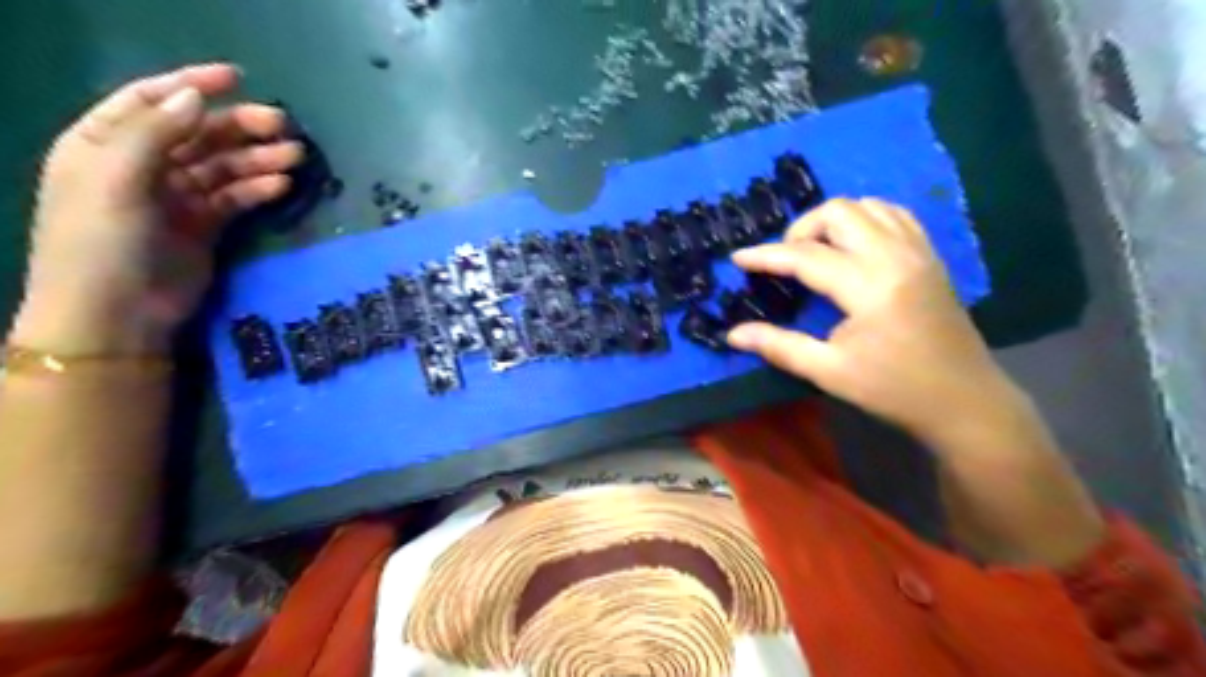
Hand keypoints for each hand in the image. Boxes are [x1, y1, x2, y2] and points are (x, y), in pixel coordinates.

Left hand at [11, 63, 304, 353]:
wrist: (117, 314)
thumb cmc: (100, 243)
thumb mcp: (115, 181)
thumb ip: (153, 135)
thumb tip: (195, 97)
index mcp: (106, 144)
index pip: (152, 101)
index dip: (192, 84)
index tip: (237, 77)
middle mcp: (144, 165)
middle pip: (198, 134)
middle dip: (241, 126)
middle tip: (284, 125)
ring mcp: (177, 197)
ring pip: (224, 167)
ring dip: (259, 159)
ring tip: (297, 157)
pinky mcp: (206, 225)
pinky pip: (236, 198)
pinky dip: (259, 189)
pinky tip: (283, 185)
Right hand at [730, 199, 1021, 443]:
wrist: (964, 400)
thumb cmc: (893, 389)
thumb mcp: (829, 372)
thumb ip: (779, 346)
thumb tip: (733, 334)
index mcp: (869, 287)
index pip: (806, 256)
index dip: (766, 255)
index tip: (738, 258)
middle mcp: (895, 256)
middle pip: (839, 212)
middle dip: (802, 228)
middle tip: (787, 260)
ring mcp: (918, 251)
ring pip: (868, 205)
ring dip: (834, 221)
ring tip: (817, 252)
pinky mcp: (931, 256)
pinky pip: (895, 215)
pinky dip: (866, 219)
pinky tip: (853, 246)